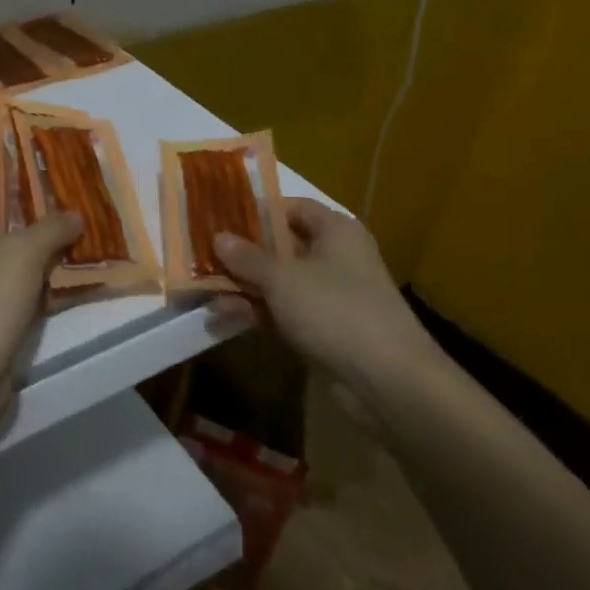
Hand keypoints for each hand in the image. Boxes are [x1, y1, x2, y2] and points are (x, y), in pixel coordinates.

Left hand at [0, 166, 82, 423]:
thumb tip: (73, 215)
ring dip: (31, 237)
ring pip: (1, 247)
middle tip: (54, 183)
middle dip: (17, 198)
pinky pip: (12, 281)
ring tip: (70, 219)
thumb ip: (50, 228)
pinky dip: (35, 274)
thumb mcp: (22, 254)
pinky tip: (68, 268)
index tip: (9, 149)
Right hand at [211, 198, 449, 402]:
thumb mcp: (283, 278)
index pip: (291, 208)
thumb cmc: (335, 310)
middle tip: (200, 256)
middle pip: (280, 246)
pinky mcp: (323, 328)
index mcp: (334, 231)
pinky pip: (282, 311)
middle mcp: (334, 257)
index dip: (256, 210)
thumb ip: (247, 257)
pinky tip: (221, 319)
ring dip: (242, 287)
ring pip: (277, 282)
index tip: (219, 217)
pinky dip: (255, 313)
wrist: (388, 382)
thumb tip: (219, 237)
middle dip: (240, 254)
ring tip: (202, 294)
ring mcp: (329, 295)